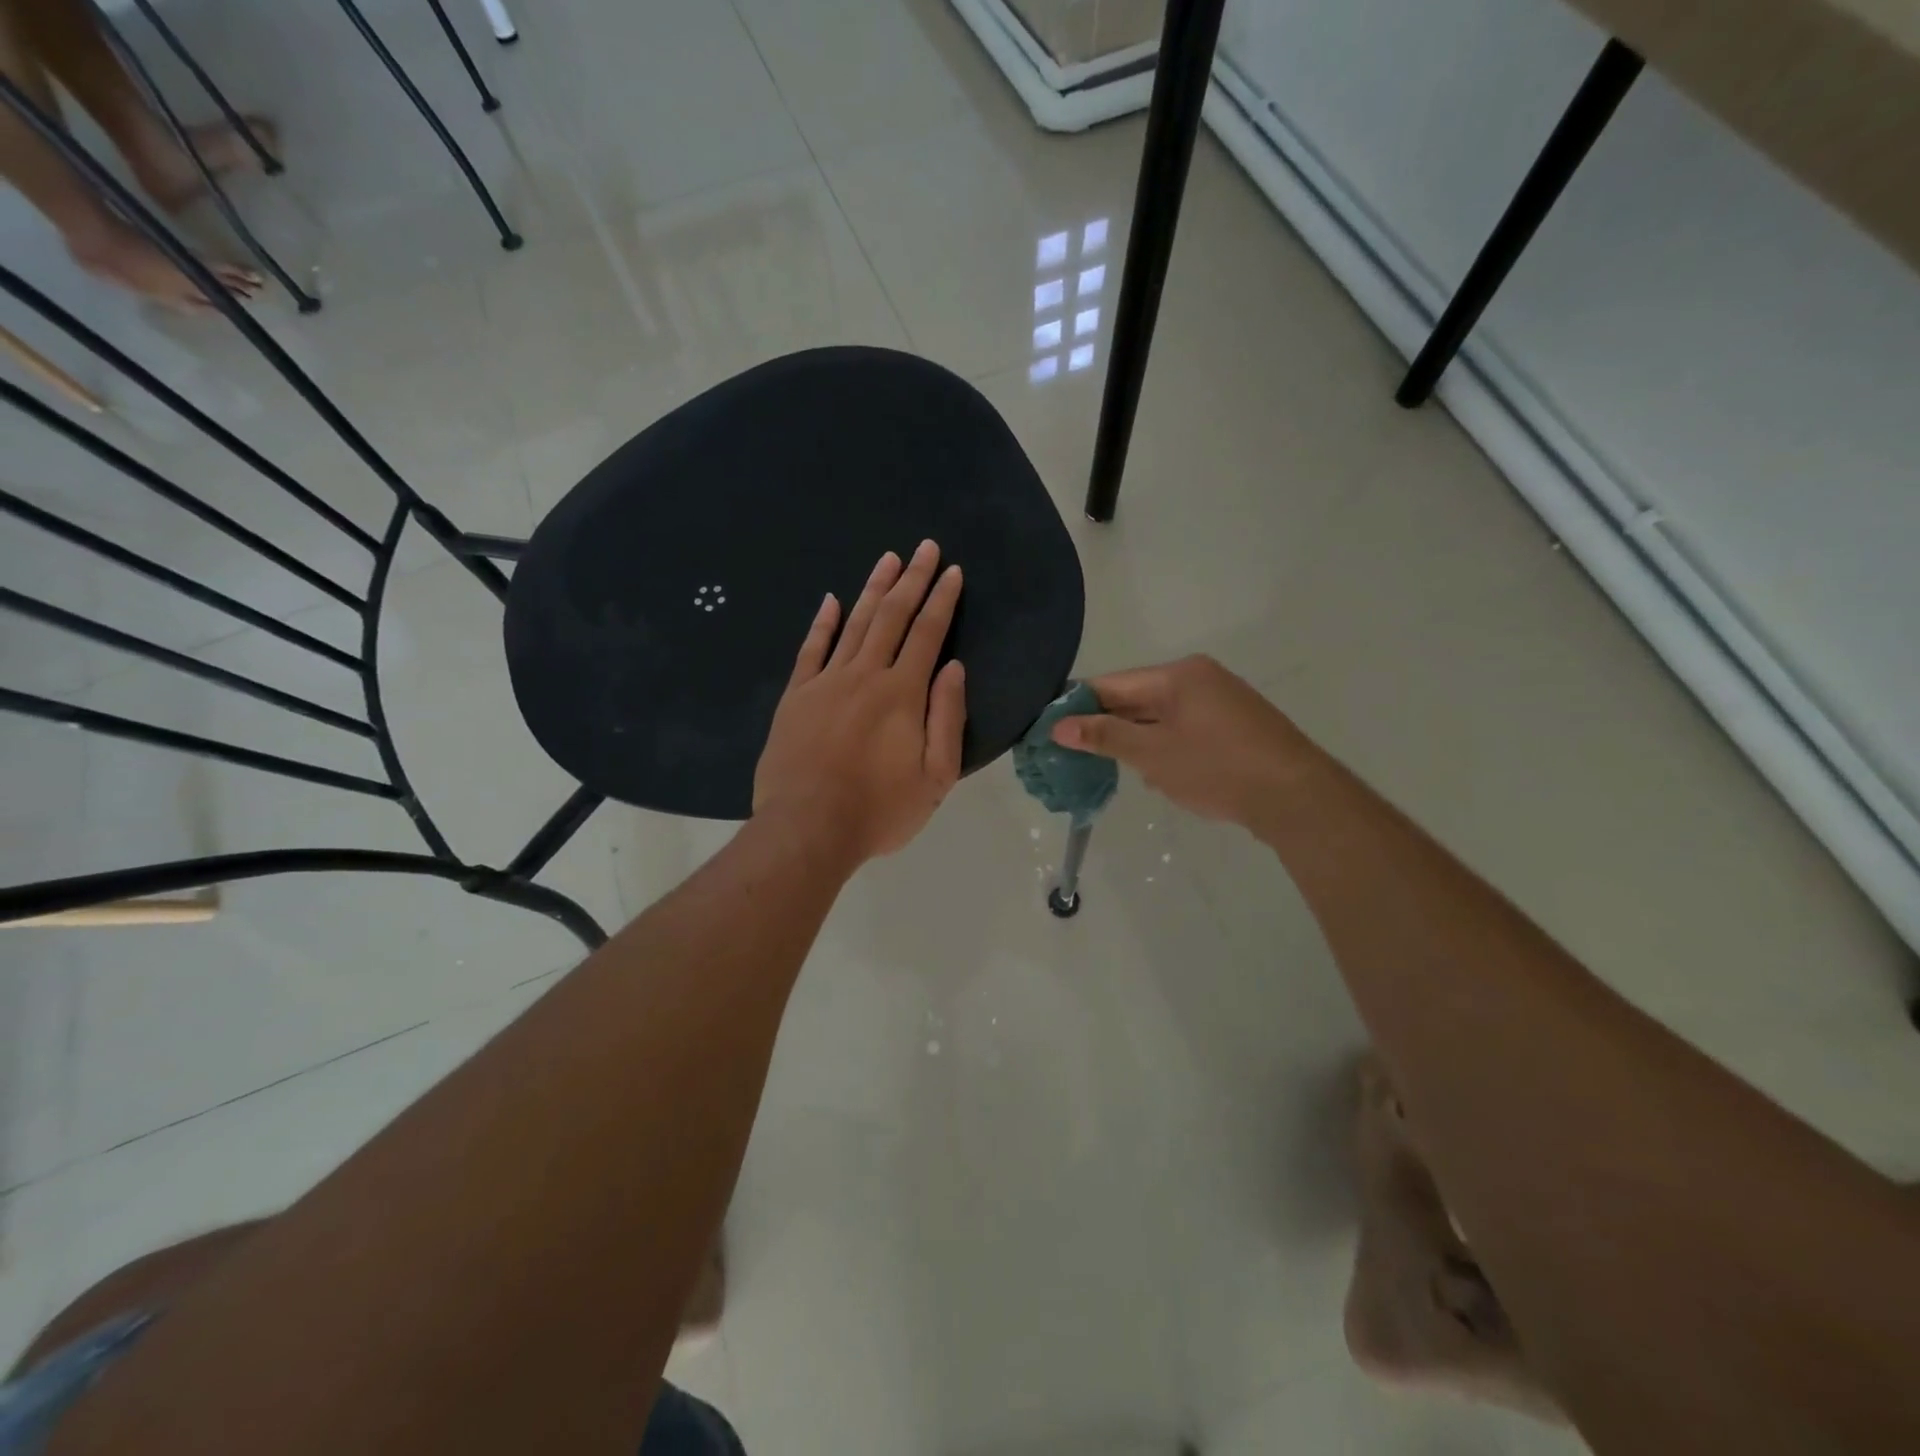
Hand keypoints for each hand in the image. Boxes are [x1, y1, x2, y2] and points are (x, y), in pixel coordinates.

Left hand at [754, 541, 966, 865]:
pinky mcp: (796, 696)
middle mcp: (865, 675)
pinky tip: (832, 600)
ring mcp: (826, 682)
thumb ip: (947, 718)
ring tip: (887, 558)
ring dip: (873, 588)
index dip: (942, 600)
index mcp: (903, 694)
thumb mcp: (935, 777)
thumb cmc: (879, 810)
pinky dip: (823, 622)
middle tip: (924, 547)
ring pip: (854, 623)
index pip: (928, 634)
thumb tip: (954, 667)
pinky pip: (811, 649)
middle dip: (912, 579)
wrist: (807, 829)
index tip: (952, 571)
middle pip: (892, 616)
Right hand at [1051, 655, 1314, 826]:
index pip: (1111, 683)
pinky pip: (1182, 729)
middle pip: (1135, 697)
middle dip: (1105, 726)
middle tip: (1073, 755)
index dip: (1077, 706)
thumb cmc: (1217, 769)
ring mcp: (1219, 701)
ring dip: (1134, 741)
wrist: (1295, 797)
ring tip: (1108, 769)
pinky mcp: (1233, 726)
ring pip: (1158, 716)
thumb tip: (1059, 727)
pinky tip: (1154, 774)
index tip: (1050, 731)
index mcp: (1177, 675)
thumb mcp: (1153, 754)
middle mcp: (1198, 678)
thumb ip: (1105, 736)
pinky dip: (1162, 747)